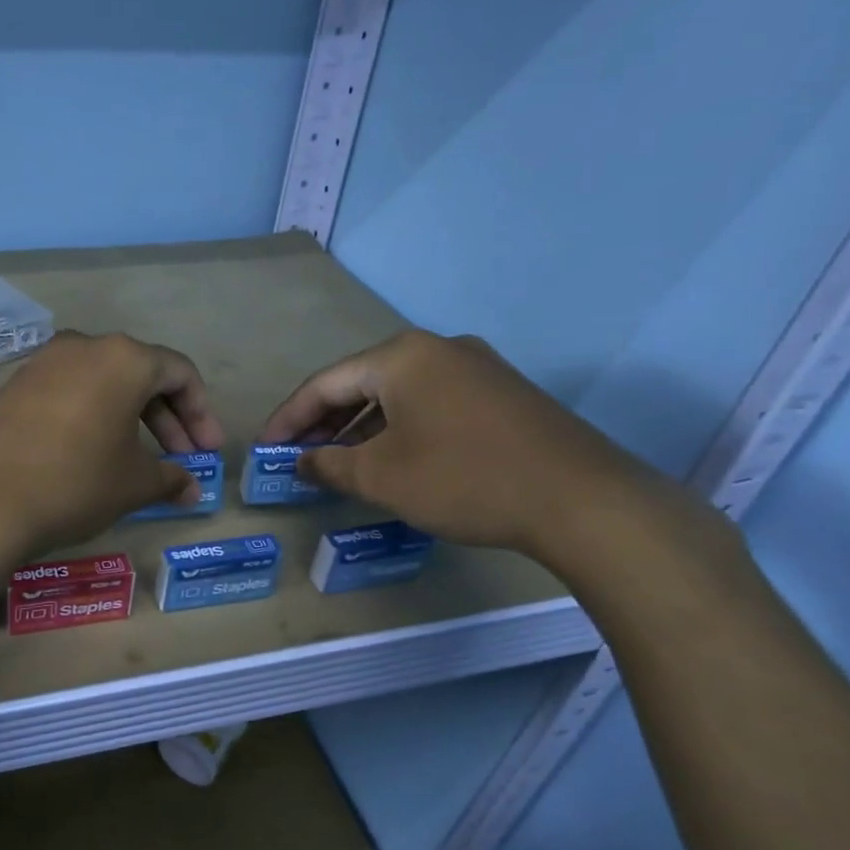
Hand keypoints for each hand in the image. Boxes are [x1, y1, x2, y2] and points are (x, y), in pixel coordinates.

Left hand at [0, 331, 224, 559]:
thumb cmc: (74, 482)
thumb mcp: (132, 484)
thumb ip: (170, 478)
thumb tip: (191, 489)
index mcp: (123, 358)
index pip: (179, 373)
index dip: (201, 413)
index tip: (207, 452)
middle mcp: (83, 347)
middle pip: (140, 375)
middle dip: (167, 419)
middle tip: (181, 460)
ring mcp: (42, 363)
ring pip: (101, 384)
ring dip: (128, 419)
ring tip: (136, 462)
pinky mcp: (12, 386)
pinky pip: (67, 394)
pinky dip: (90, 418)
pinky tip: (88, 455)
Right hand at [261, 330, 669, 563]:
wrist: (583, 501)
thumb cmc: (464, 479)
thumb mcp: (381, 477)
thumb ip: (329, 465)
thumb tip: (301, 462)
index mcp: (401, 356)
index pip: (324, 383)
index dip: (288, 418)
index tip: (265, 448)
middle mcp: (438, 349)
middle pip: (360, 383)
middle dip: (324, 422)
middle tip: (298, 456)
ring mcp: (477, 368)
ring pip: (397, 394)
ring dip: (361, 427)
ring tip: (338, 461)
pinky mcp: (502, 395)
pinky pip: (430, 404)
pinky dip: (399, 428)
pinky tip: (392, 458)